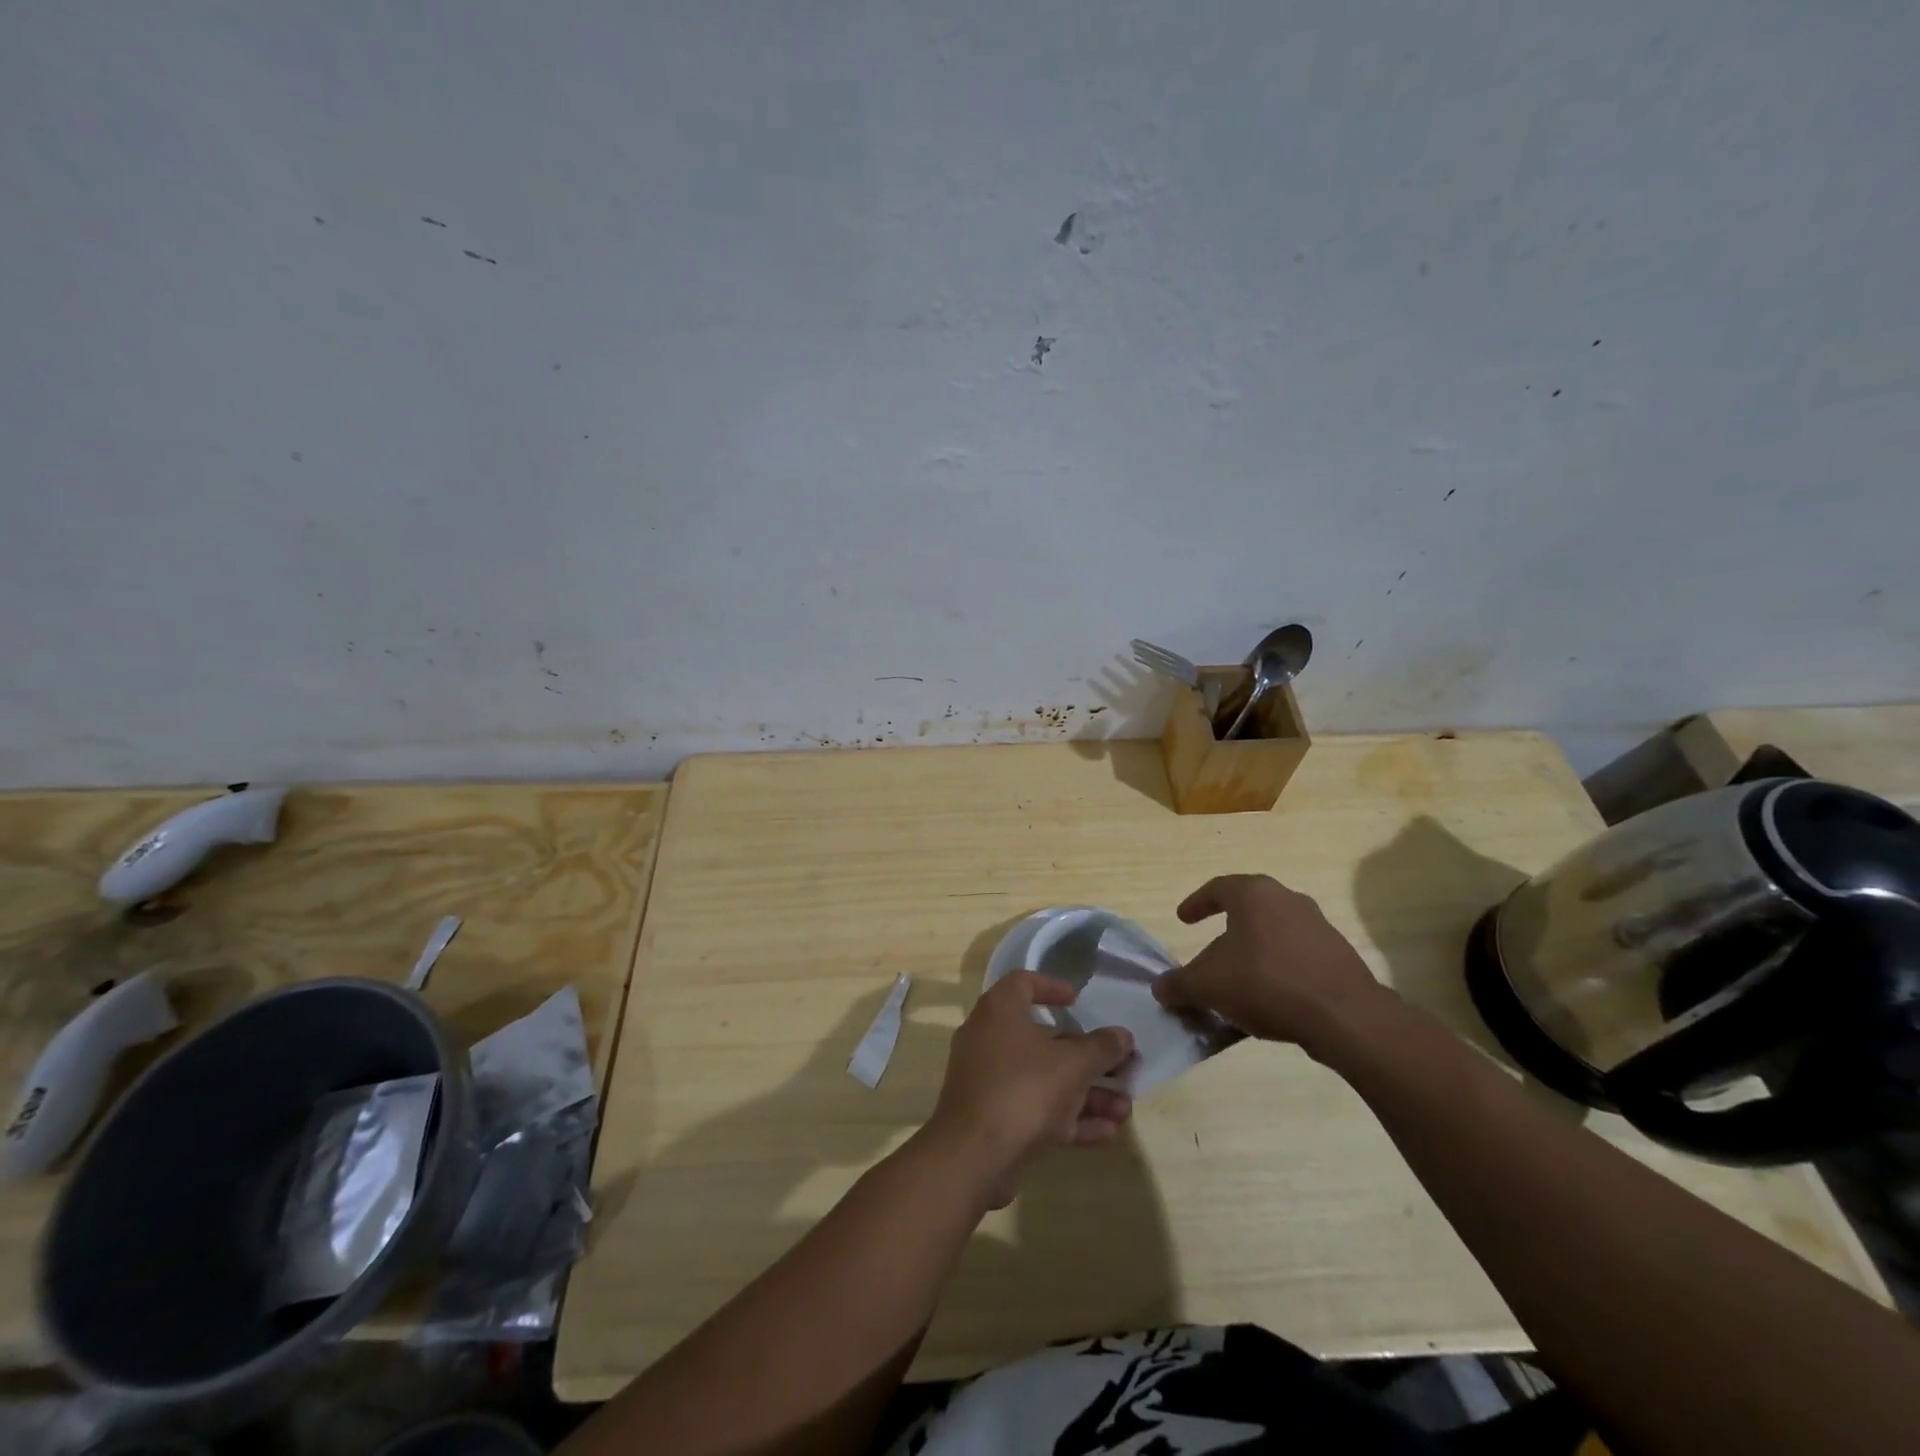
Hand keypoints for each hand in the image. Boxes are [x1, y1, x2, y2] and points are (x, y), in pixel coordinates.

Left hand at [924, 972, 1134, 1208]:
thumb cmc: (1024, 1089)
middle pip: (1044, 1039)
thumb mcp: (1073, 1065)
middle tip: (1122, 1068)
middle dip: (1087, 1057)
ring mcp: (990, 1080)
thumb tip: (1122, 1035)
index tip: (1078, 1002)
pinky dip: (1068, 1118)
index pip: (1023, 983)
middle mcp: (990, 1038)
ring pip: (1044, 1079)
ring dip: (1086, 1093)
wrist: (973, 1156)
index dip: (1052, 987)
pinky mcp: (994, 1117)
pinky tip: (1107, 1133)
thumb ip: (1101, 1048)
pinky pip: (1036, 1109)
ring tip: (1124, 1109)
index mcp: (1000, 1010)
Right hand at [1152, 874, 1392, 1053]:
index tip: (1183, 920)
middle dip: (1227, 929)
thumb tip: (1160, 988)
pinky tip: (1271, 998)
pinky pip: (1298, 957)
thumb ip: (1179, 984)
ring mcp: (1319, 926)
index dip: (1196, 903)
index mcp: (1254, 894)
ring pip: (1275, 933)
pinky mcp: (1340, 956)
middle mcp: (1288, 899)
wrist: (1344, 1016)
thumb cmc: (1264, 983)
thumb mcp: (1207, 985)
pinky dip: (1280, 970)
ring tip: (1240, 979)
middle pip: (1249, 909)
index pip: (1217, 888)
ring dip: (1255, 951)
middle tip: (1211, 949)